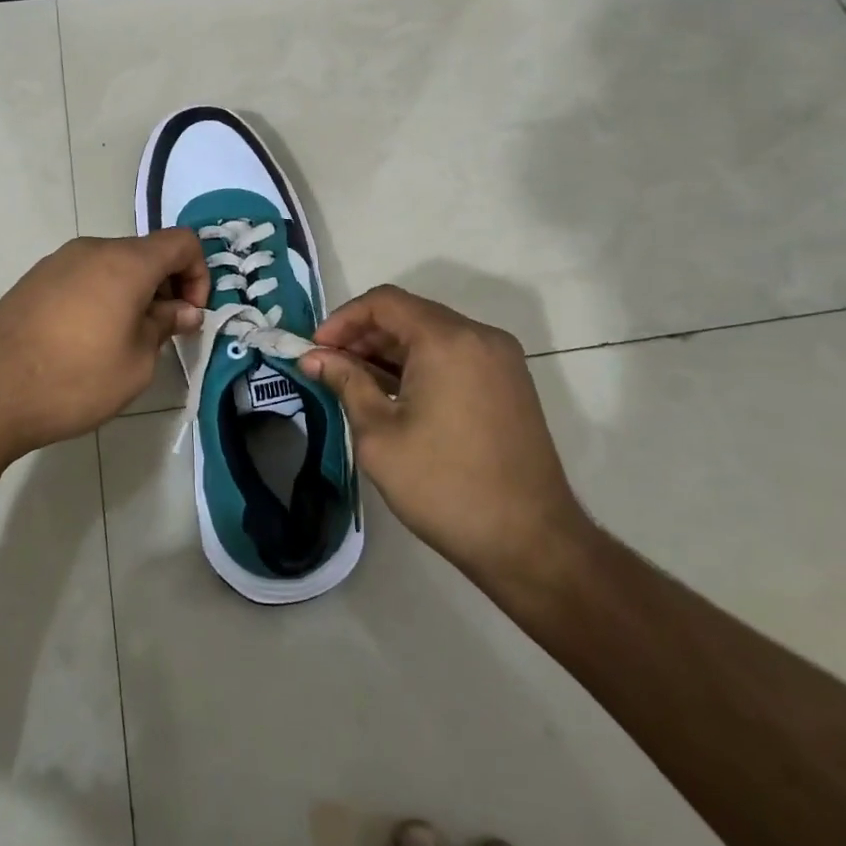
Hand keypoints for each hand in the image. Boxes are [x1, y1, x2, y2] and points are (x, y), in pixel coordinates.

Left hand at [0, 231, 208, 462]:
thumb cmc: (74, 379)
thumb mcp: (136, 363)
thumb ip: (165, 326)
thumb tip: (183, 309)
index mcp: (125, 262)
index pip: (182, 241)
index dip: (199, 274)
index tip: (189, 315)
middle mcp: (92, 249)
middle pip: (146, 252)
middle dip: (166, 286)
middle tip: (162, 332)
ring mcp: (58, 262)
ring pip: (113, 265)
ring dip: (133, 293)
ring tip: (123, 340)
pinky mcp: (34, 280)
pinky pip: (83, 277)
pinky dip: (101, 296)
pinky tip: (86, 340)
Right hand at [299, 285, 594, 589]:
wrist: (531, 543)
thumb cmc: (445, 486)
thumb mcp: (380, 436)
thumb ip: (346, 383)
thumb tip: (314, 358)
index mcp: (447, 340)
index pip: (384, 302)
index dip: (342, 319)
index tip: (315, 350)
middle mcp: (479, 336)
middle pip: (409, 314)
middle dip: (363, 335)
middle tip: (329, 368)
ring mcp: (500, 359)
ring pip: (432, 334)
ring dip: (390, 351)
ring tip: (355, 383)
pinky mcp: (509, 383)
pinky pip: (454, 355)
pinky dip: (420, 364)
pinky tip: (394, 395)